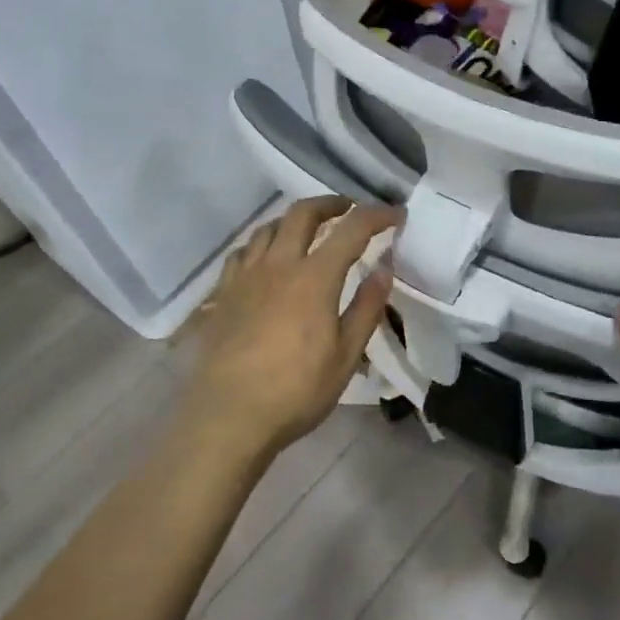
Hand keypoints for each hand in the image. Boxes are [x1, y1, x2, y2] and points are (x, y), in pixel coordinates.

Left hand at [182, 197, 402, 458]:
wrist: (228, 416)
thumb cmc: (295, 391)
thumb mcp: (345, 356)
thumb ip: (366, 308)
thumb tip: (384, 269)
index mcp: (314, 277)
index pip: (352, 229)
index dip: (378, 215)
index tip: (397, 216)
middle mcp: (278, 264)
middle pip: (303, 213)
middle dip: (331, 203)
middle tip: (349, 210)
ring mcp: (246, 276)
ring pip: (268, 226)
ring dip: (294, 219)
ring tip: (308, 231)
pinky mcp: (223, 292)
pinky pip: (243, 252)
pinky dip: (263, 243)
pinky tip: (267, 259)